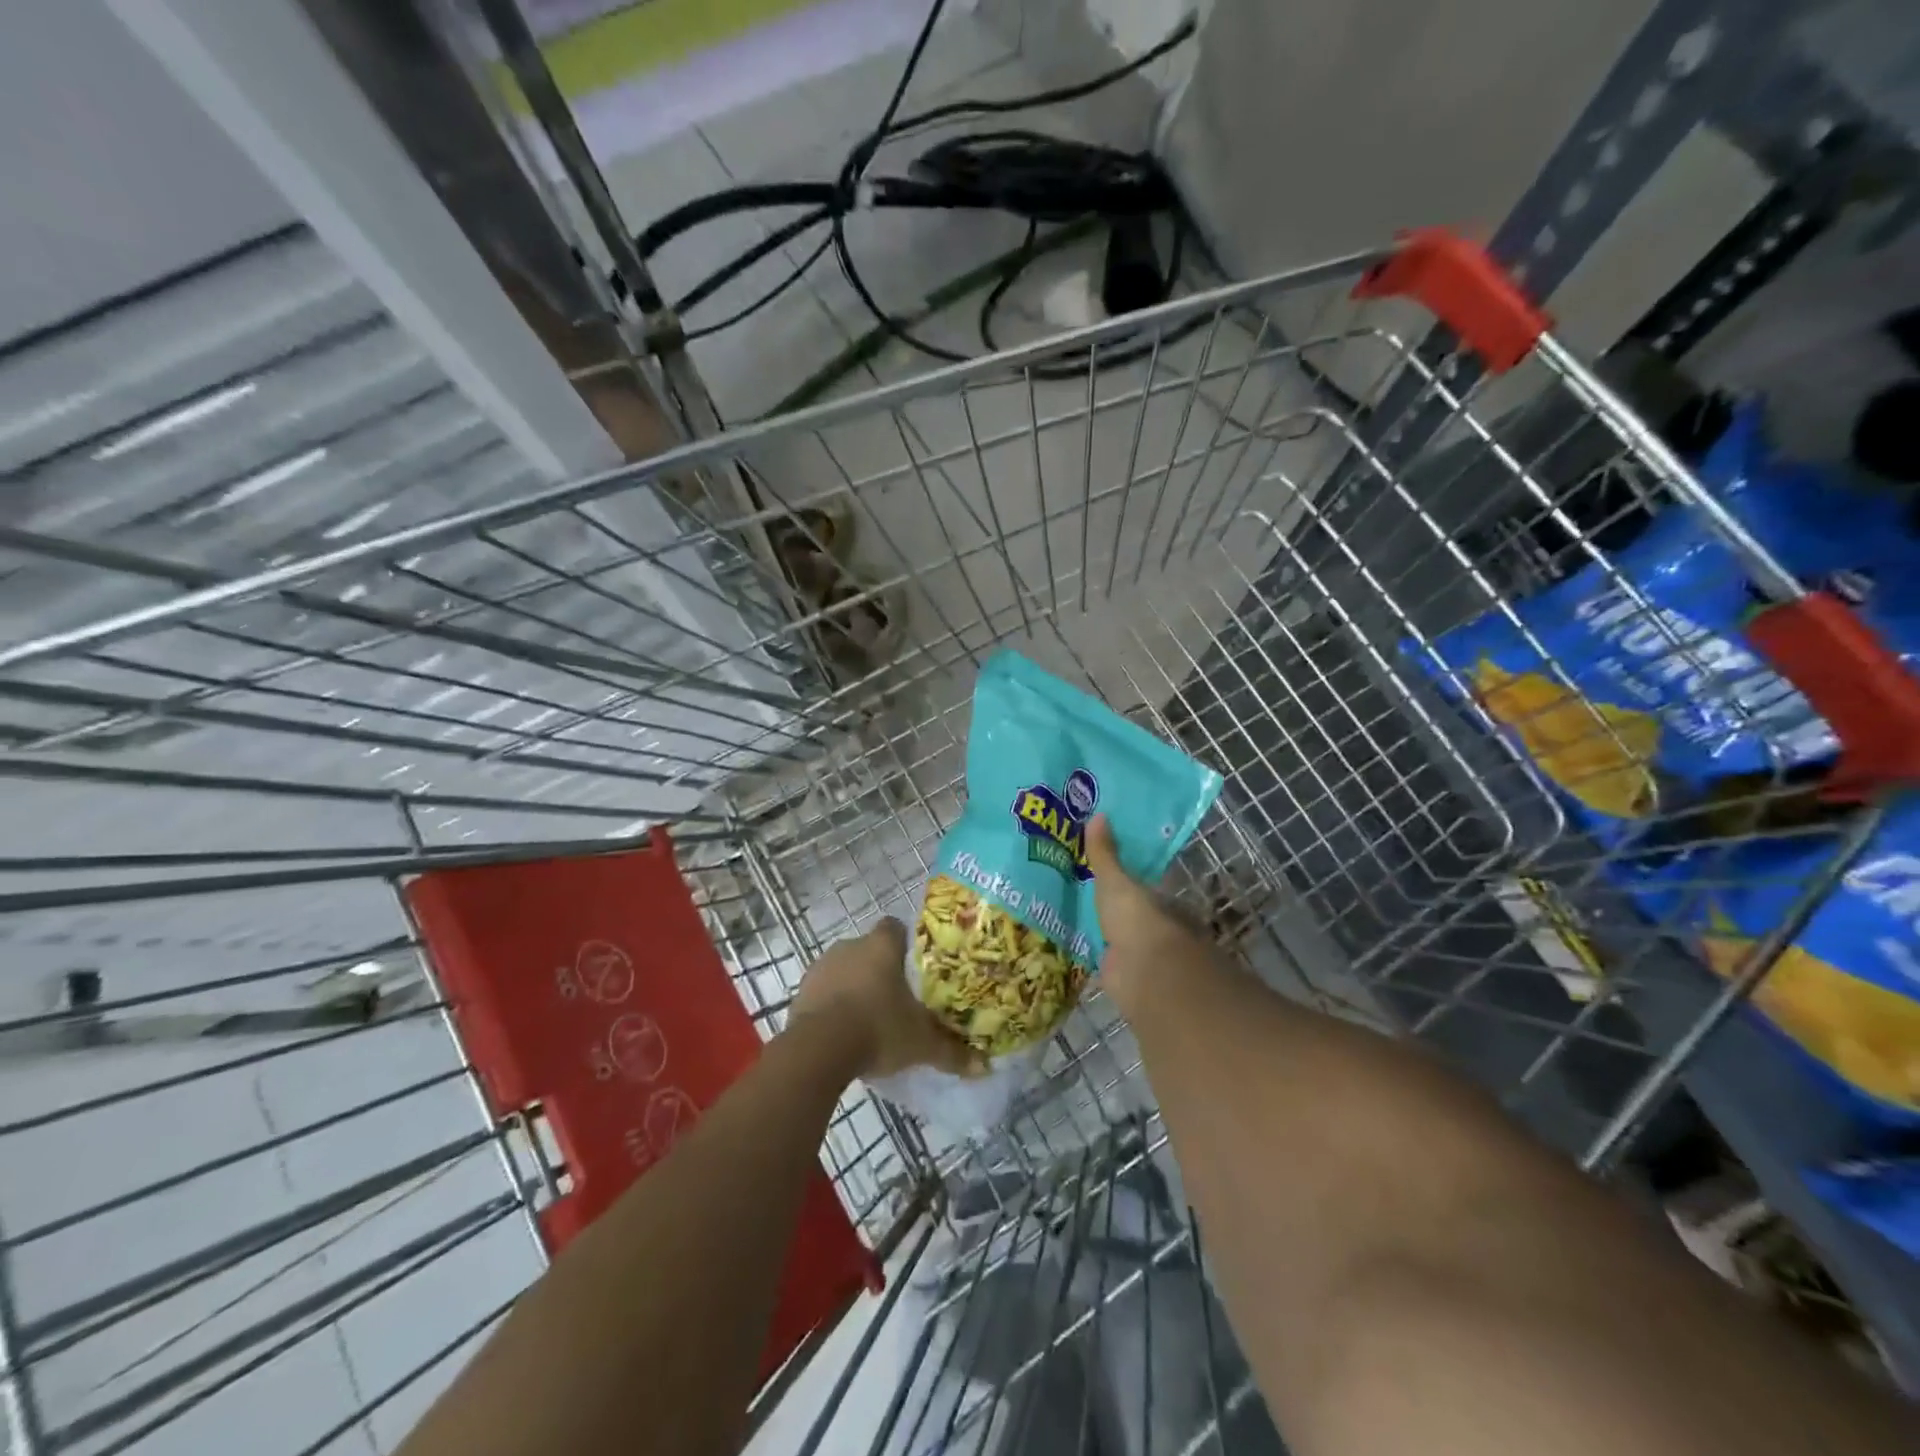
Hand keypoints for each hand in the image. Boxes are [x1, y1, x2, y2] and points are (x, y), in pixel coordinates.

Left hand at [790, 919, 982, 1079]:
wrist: (819, 1049)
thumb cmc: (879, 1028)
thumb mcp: (922, 1044)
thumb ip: (953, 1052)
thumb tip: (985, 1067)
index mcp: (882, 945)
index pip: (896, 928)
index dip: (906, 944)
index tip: (916, 968)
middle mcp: (850, 945)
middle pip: (870, 949)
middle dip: (881, 970)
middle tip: (898, 999)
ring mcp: (822, 966)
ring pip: (845, 970)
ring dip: (855, 987)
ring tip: (871, 1019)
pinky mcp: (801, 991)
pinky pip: (823, 992)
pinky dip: (833, 1006)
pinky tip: (844, 1032)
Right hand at [1084, 815, 1212, 1017]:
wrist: (1145, 974)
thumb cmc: (1137, 920)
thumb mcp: (1115, 881)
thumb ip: (1104, 854)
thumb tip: (1098, 814)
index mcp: (1164, 904)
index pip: (1147, 891)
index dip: (1129, 883)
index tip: (1105, 876)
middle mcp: (1158, 930)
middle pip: (1134, 917)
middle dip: (1116, 911)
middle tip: (1082, 897)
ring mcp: (1144, 958)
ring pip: (1122, 942)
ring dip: (1106, 937)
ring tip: (1072, 922)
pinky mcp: (1127, 981)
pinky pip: (1108, 964)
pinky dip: (1096, 959)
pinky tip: (1075, 951)